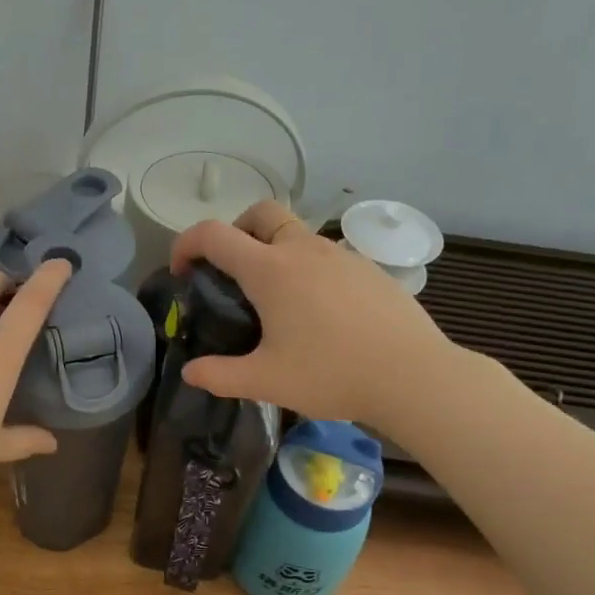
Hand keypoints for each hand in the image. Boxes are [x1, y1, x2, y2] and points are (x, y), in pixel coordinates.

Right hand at [167, 201, 459, 422]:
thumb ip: (220, 375)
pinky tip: (320, 312)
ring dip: (274, 250)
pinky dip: (308, 268)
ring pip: (297, 233)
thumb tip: (190, 372)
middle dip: (236, 231)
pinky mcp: (368, 269)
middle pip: (260, 213)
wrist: (413, 375)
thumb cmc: (332, 374)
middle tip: (232, 272)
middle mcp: (303, 250)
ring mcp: (341, 255)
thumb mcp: (266, 381)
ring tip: (277, 300)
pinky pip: (327, 255)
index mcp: (270, 270)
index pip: (213, 234)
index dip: (186, 244)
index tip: (181, 271)